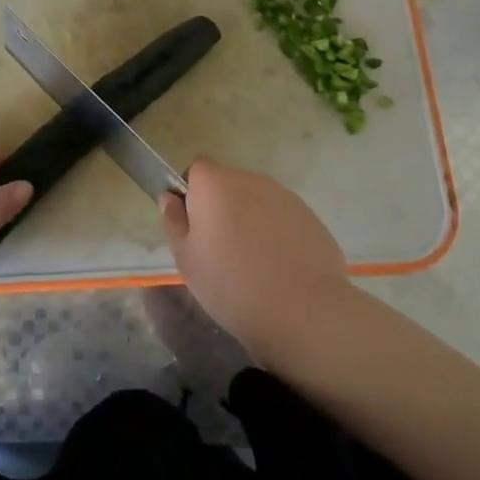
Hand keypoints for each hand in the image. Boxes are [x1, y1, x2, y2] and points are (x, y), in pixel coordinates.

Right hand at [160, 158, 351, 361]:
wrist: (302, 311)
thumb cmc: (230, 285)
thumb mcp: (186, 259)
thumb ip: (174, 221)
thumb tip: (169, 197)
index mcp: (215, 185)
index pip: (197, 168)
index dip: (192, 191)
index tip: (194, 224)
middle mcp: (251, 180)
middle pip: (228, 183)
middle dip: (221, 207)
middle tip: (220, 249)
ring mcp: (285, 197)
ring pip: (257, 200)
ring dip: (250, 219)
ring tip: (253, 262)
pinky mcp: (310, 217)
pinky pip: (282, 217)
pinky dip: (276, 233)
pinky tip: (279, 267)